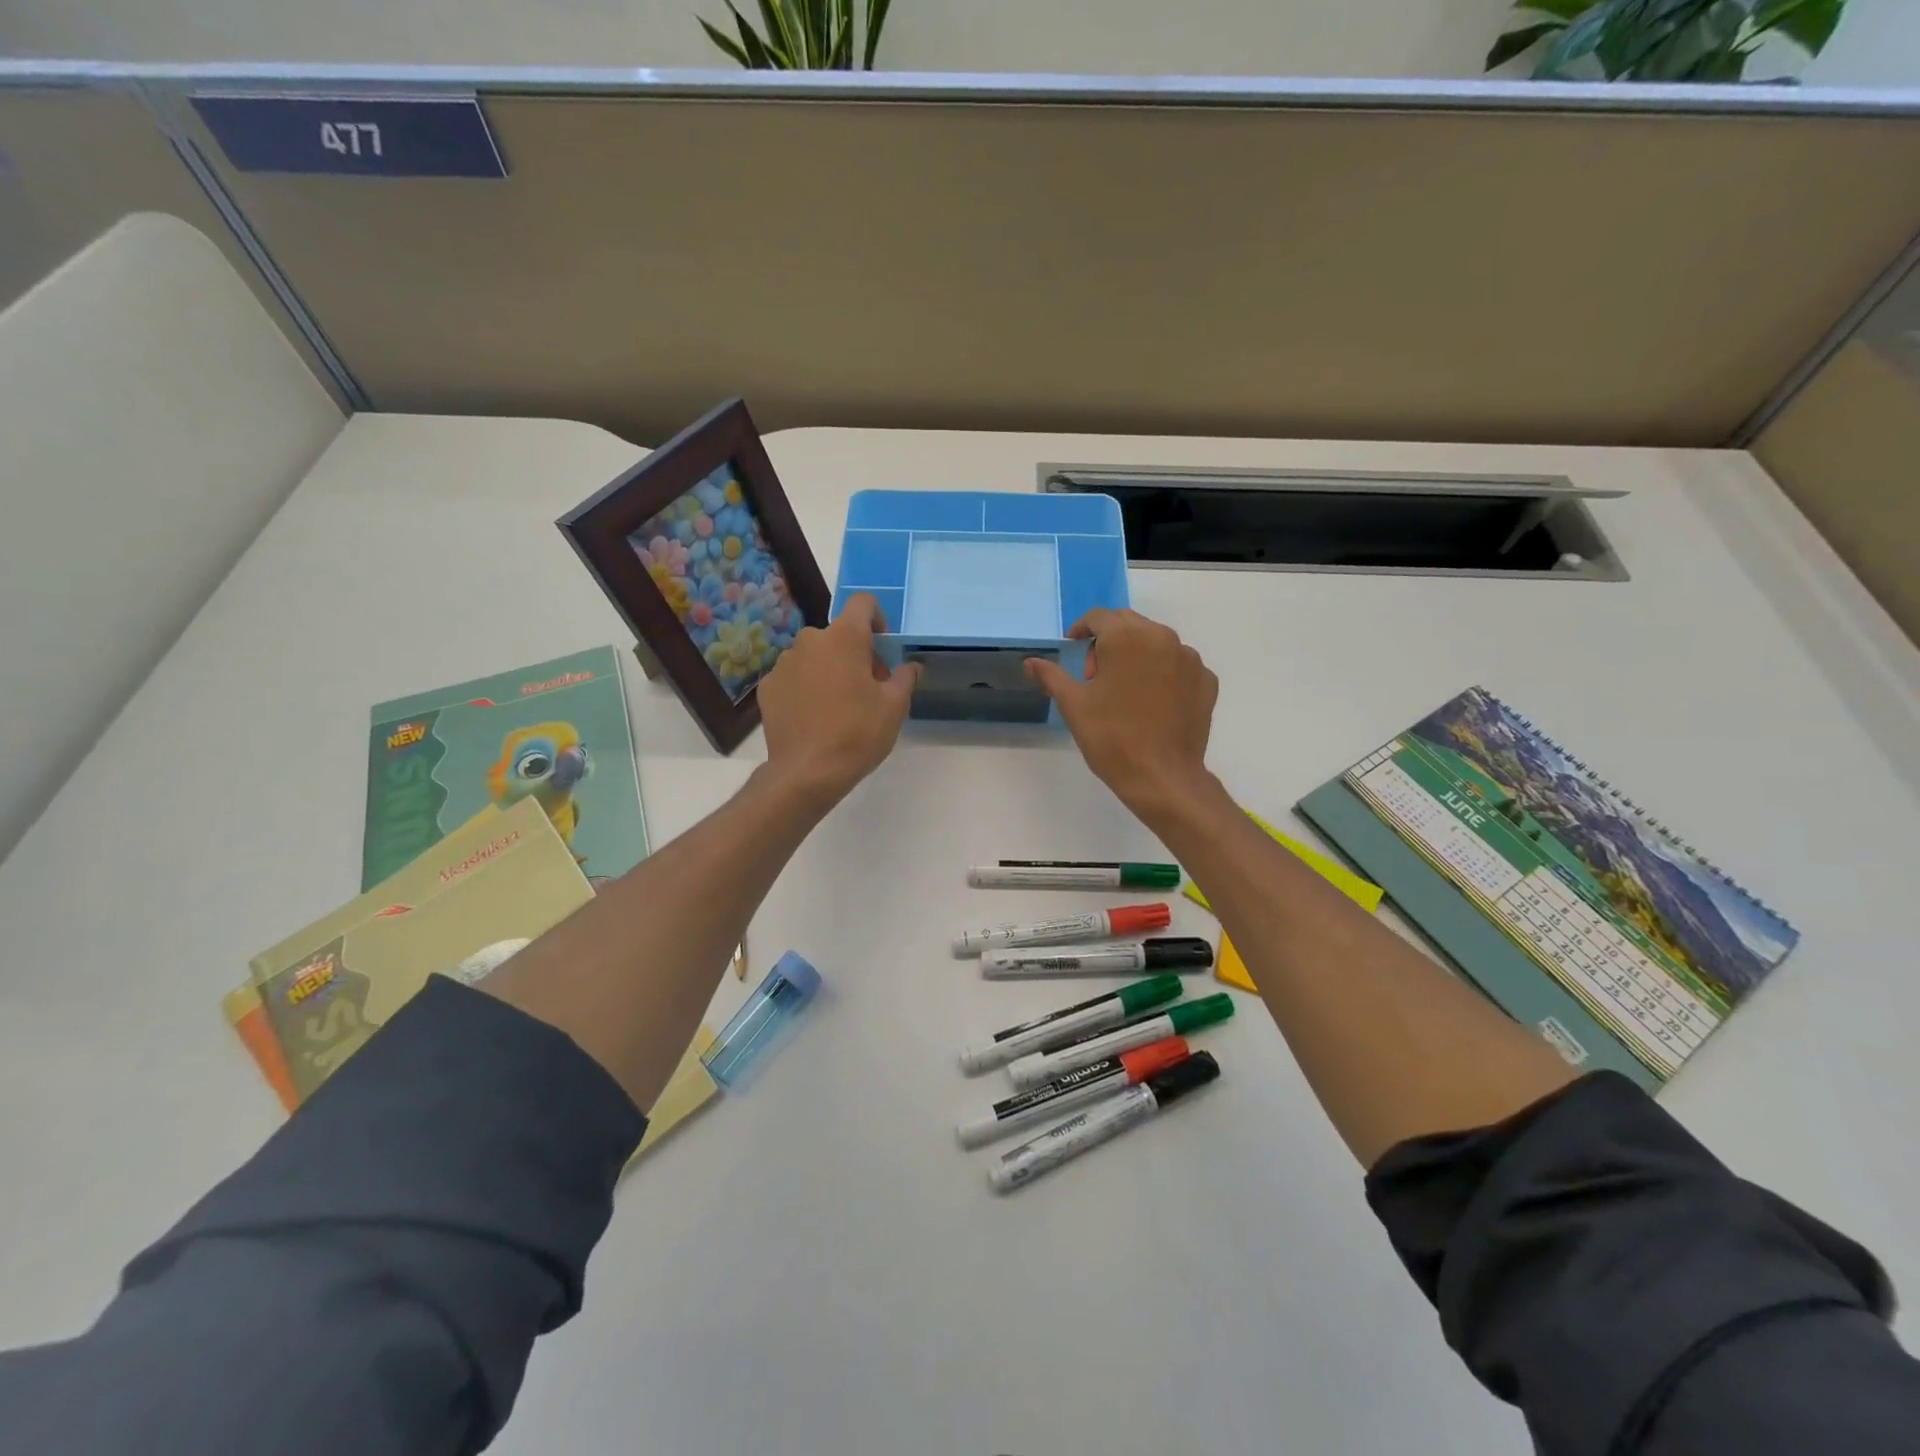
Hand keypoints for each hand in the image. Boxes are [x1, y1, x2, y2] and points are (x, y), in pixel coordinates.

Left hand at [758, 593, 918, 808]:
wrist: (807, 772)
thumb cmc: (858, 733)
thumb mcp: (894, 707)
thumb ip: (905, 678)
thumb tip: (912, 666)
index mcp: (844, 638)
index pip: (863, 603)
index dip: (877, 618)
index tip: (883, 645)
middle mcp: (810, 641)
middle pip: (838, 634)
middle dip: (855, 653)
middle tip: (868, 687)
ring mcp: (784, 663)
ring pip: (814, 656)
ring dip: (829, 669)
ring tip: (839, 705)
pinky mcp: (768, 687)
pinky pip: (794, 677)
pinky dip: (806, 687)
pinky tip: (814, 717)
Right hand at [1026, 608, 1218, 821]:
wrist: (1162, 777)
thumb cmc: (1111, 738)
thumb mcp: (1073, 705)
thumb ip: (1051, 676)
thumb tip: (1030, 662)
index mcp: (1126, 638)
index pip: (1099, 617)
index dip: (1081, 629)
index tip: (1072, 646)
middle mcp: (1162, 637)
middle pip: (1129, 624)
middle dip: (1108, 641)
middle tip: (1095, 676)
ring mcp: (1189, 659)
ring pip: (1156, 642)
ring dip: (1136, 655)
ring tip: (1125, 690)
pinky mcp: (1206, 680)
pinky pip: (1178, 665)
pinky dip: (1163, 673)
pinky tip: (1152, 701)